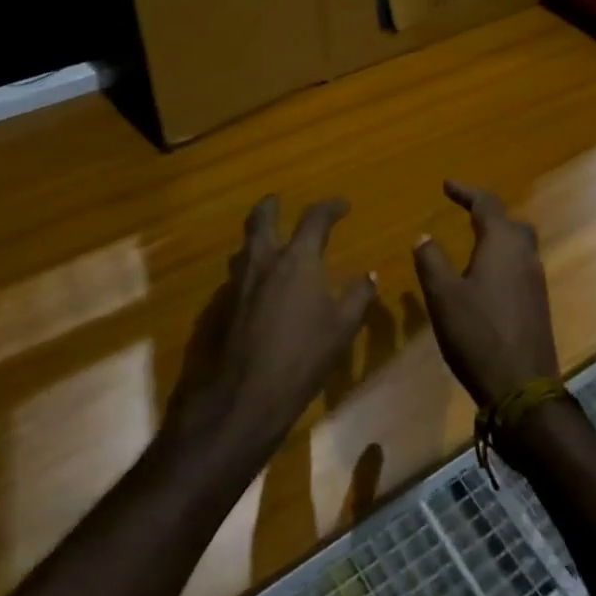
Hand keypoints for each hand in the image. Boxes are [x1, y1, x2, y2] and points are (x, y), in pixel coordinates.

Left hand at [172, 196, 376, 459]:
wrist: (246, 395)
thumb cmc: (302, 356)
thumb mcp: (342, 327)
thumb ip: (358, 296)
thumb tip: (369, 275)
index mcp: (297, 260)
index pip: (314, 219)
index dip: (330, 207)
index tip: (343, 205)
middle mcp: (265, 261)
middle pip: (262, 219)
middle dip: (271, 205)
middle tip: (278, 200)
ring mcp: (241, 283)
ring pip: (245, 246)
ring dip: (257, 236)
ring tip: (269, 240)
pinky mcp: (226, 306)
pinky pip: (238, 274)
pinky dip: (250, 267)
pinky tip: (259, 284)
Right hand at [412, 182, 558, 408]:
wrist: (522, 388)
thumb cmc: (478, 335)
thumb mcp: (443, 296)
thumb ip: (432, 261)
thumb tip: (424, 236)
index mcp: (502, 244)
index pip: (486, 203)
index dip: (465, 191)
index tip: (446, 185)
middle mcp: (525, 254)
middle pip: (509, 221)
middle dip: (486, 213)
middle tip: (463, 212)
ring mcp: (535, 279)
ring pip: (519, 244)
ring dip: (497, 236)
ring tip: (472, 243)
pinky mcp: (538, 303)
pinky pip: (521, 265)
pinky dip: (503, 259)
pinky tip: (486, 278)